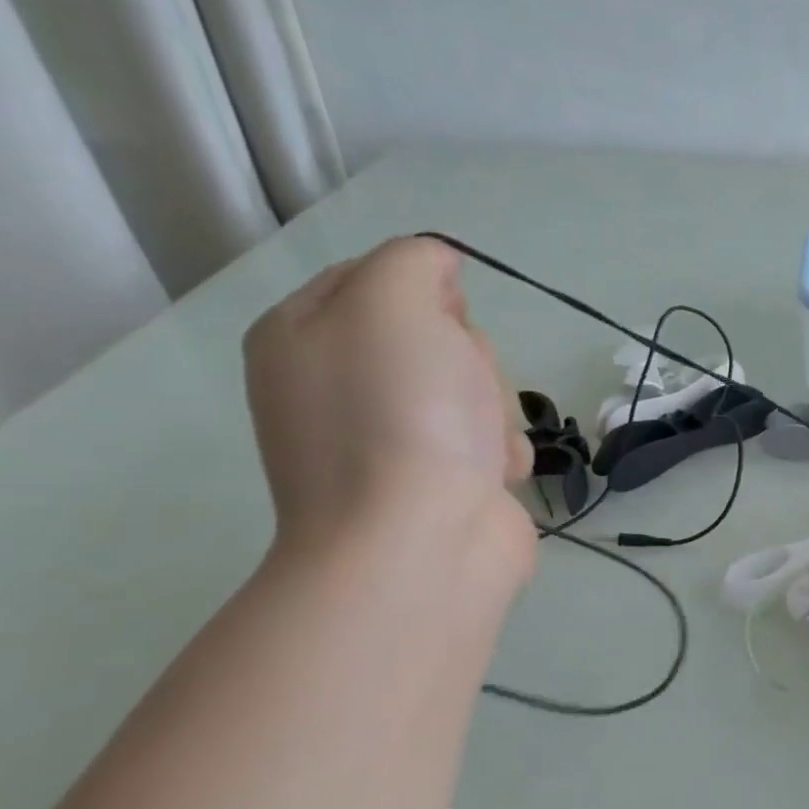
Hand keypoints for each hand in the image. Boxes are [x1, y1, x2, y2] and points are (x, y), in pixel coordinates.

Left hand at [244, 237, 534, 575]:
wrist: (417, 547)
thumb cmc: (402, 418)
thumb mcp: (394, 305)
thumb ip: (413, 262)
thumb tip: (439, 276)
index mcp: (306, 335)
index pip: (383, 278)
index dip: (430, 294)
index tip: (444, 323)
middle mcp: (341, 385)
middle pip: (440, 336)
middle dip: (473, 360)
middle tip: (461, 390)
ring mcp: (391, 439)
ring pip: (475, 388)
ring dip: (495, 411)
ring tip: (482, 448)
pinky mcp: (440, 481)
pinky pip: (489, 441)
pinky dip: (502, 454)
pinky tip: (494, 478)